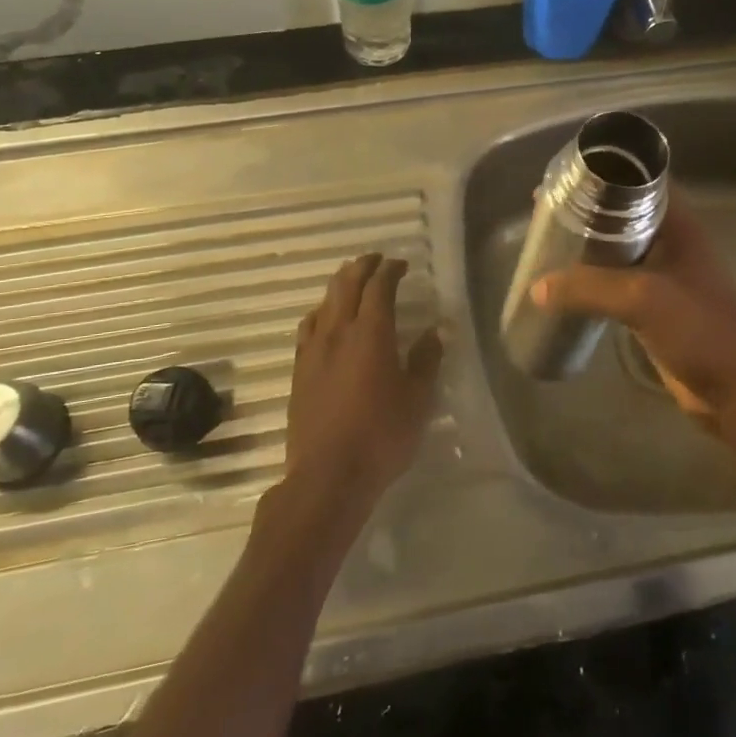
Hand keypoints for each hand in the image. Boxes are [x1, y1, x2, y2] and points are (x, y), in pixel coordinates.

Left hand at [284, 253, 442, 513]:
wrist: (327, 476)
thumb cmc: (381, 435)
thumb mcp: (417, 399)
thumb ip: (426, 359)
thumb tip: (436, 330)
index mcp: (371, 333)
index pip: (379, 286)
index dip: (390, 270)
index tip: (401, 265)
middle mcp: (338, 331)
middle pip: (346, 284)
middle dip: (362, 266)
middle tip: (377, 261)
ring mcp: (314, 350)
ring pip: (325, 302)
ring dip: (340, 285)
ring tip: (353, 282)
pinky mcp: (299, 370)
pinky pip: (309, 326)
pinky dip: (322, 311)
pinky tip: (326, 320)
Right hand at [531, 198, 735, 430]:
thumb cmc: (700, 329)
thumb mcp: (642, 298)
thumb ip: (589, 288)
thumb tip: (537, 287)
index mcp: (677, 224)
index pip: (641, 180)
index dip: (605, 171)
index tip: (566, 176)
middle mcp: (671, 242)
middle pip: (622, 213)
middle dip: (586, 209)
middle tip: (545, 211)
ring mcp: (663, 275)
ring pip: (617, 249)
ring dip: (586, 245)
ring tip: (547, 242)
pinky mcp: (654, 306)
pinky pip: (615, 282)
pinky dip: (591, 279)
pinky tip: (564, 286)